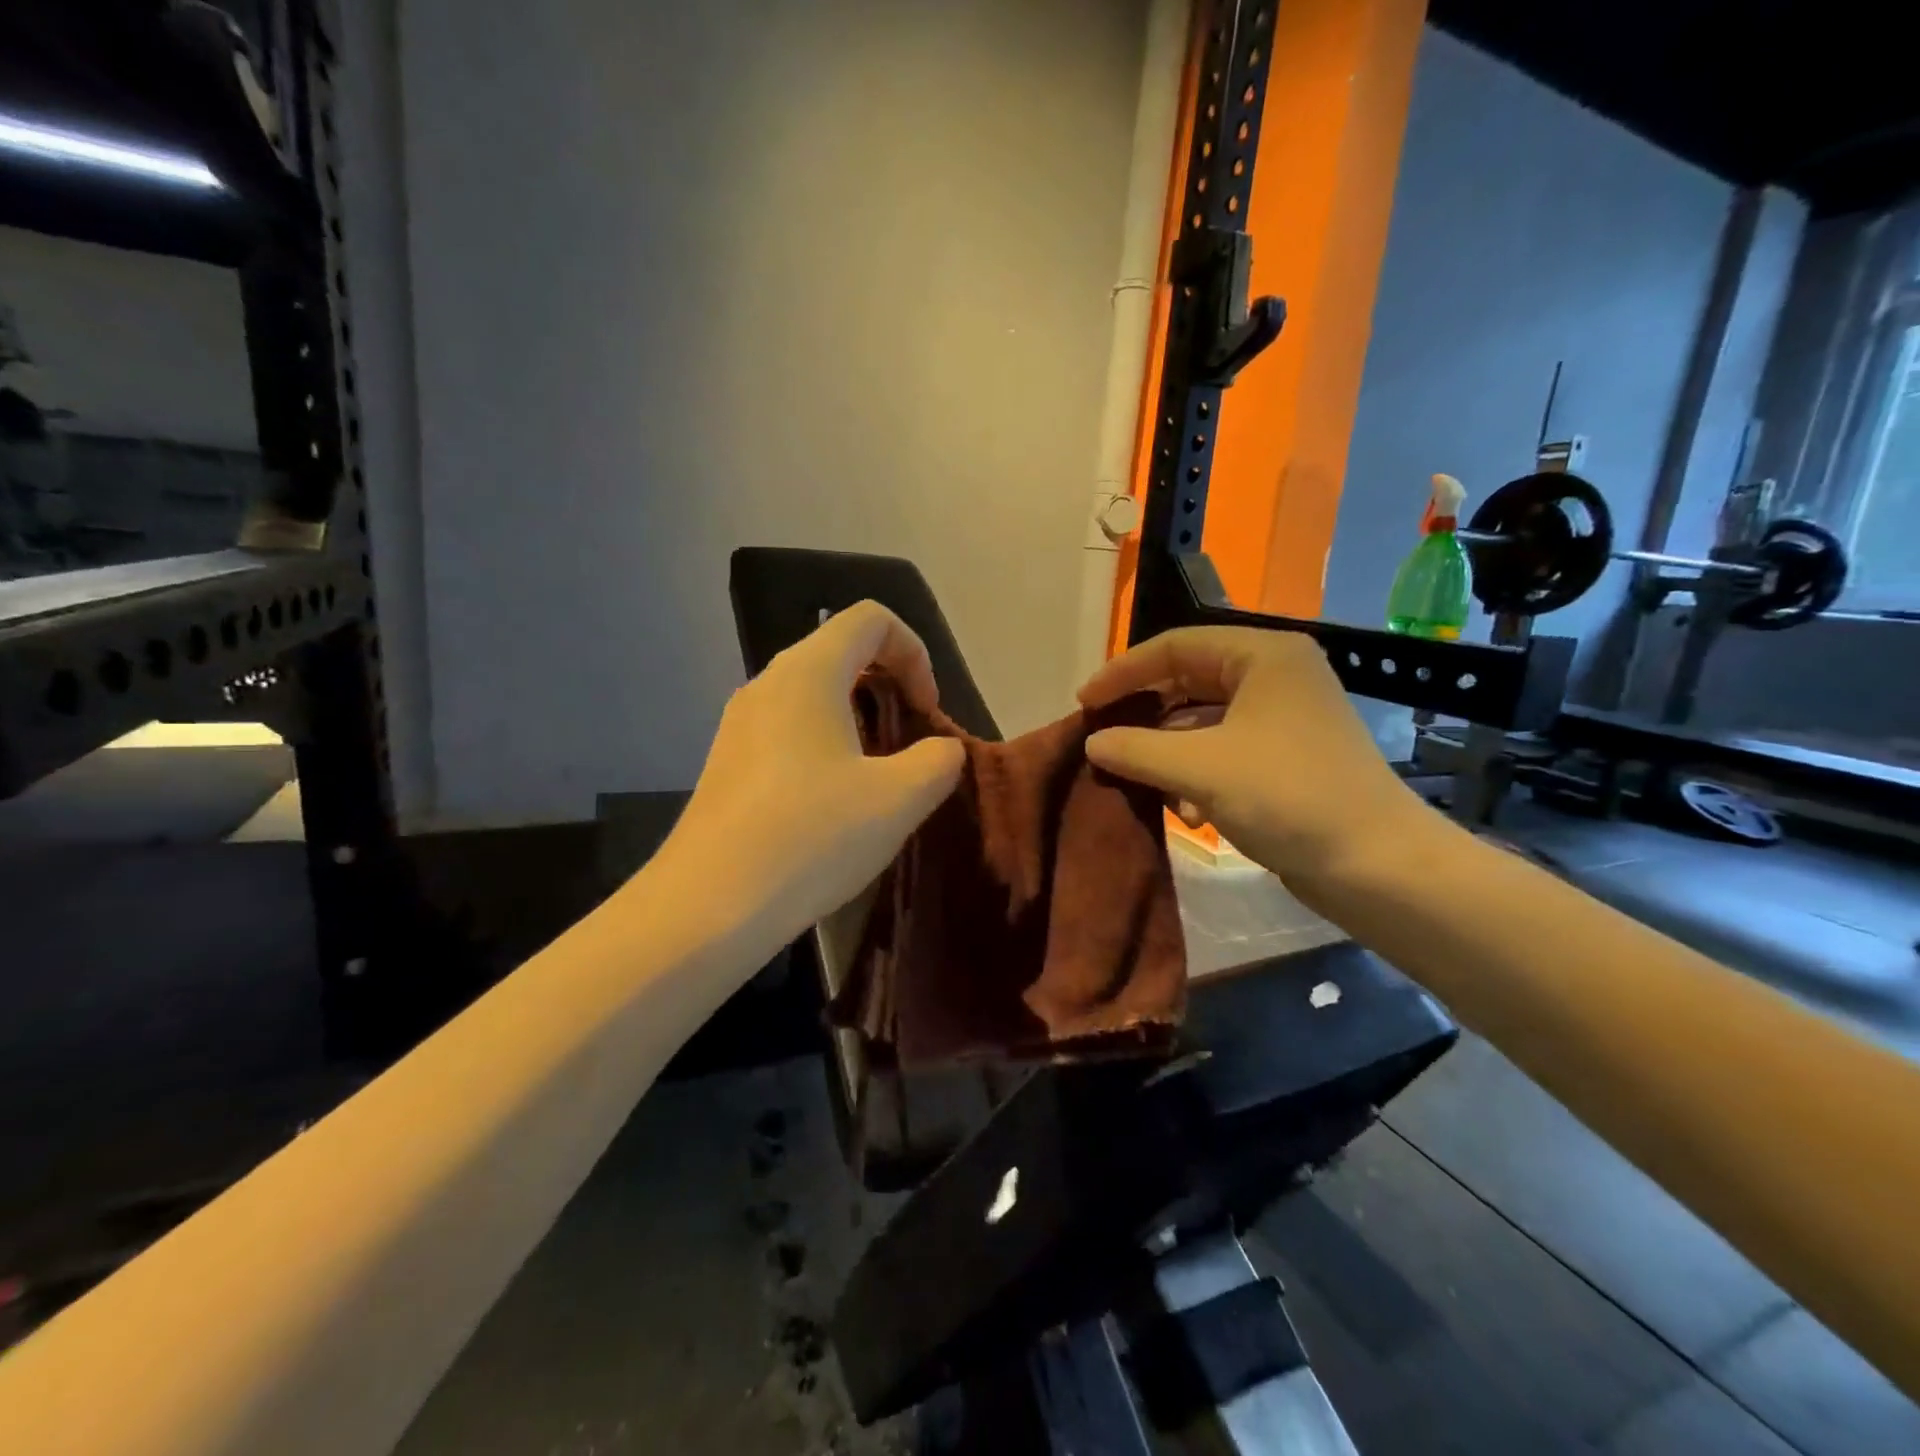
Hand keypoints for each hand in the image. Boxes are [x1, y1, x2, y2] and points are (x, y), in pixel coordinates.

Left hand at [658, 601, 965, 947]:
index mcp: (808, 672)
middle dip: (889, 686)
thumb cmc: (813, 837)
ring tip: (879, 779)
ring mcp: (740, 724)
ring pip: (814, 695)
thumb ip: (939, 760)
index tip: (927, 711)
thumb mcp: (900, 798)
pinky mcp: (727, 763)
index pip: (871, 618)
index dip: (914, 652)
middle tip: (911, 743)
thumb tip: (941, 751)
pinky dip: (826, 747)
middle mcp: (767, 684)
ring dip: (858, 721)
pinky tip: (834, 806)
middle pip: (841, 652)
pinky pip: (788, 731)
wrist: (709, 907)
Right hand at [1079, 627, 1424, 892]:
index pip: (1174, 646)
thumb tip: (1092, 742)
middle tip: (1104, 739)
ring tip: (1140, 781)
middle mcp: (1276, 675)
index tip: (1084, 704)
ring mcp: (1285, 717)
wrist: (1377, 865)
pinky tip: (1186, 810)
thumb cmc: (1288, 796)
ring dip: (1167, 750)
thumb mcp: (1200, 768)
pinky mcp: (1288, 756)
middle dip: (1144, 714)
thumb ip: (1136, 748)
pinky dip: (1196, 772)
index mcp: (1263, 655)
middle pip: (1188, 681)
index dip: (1123, 672)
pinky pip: (1224, 749)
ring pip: (1204, 720)